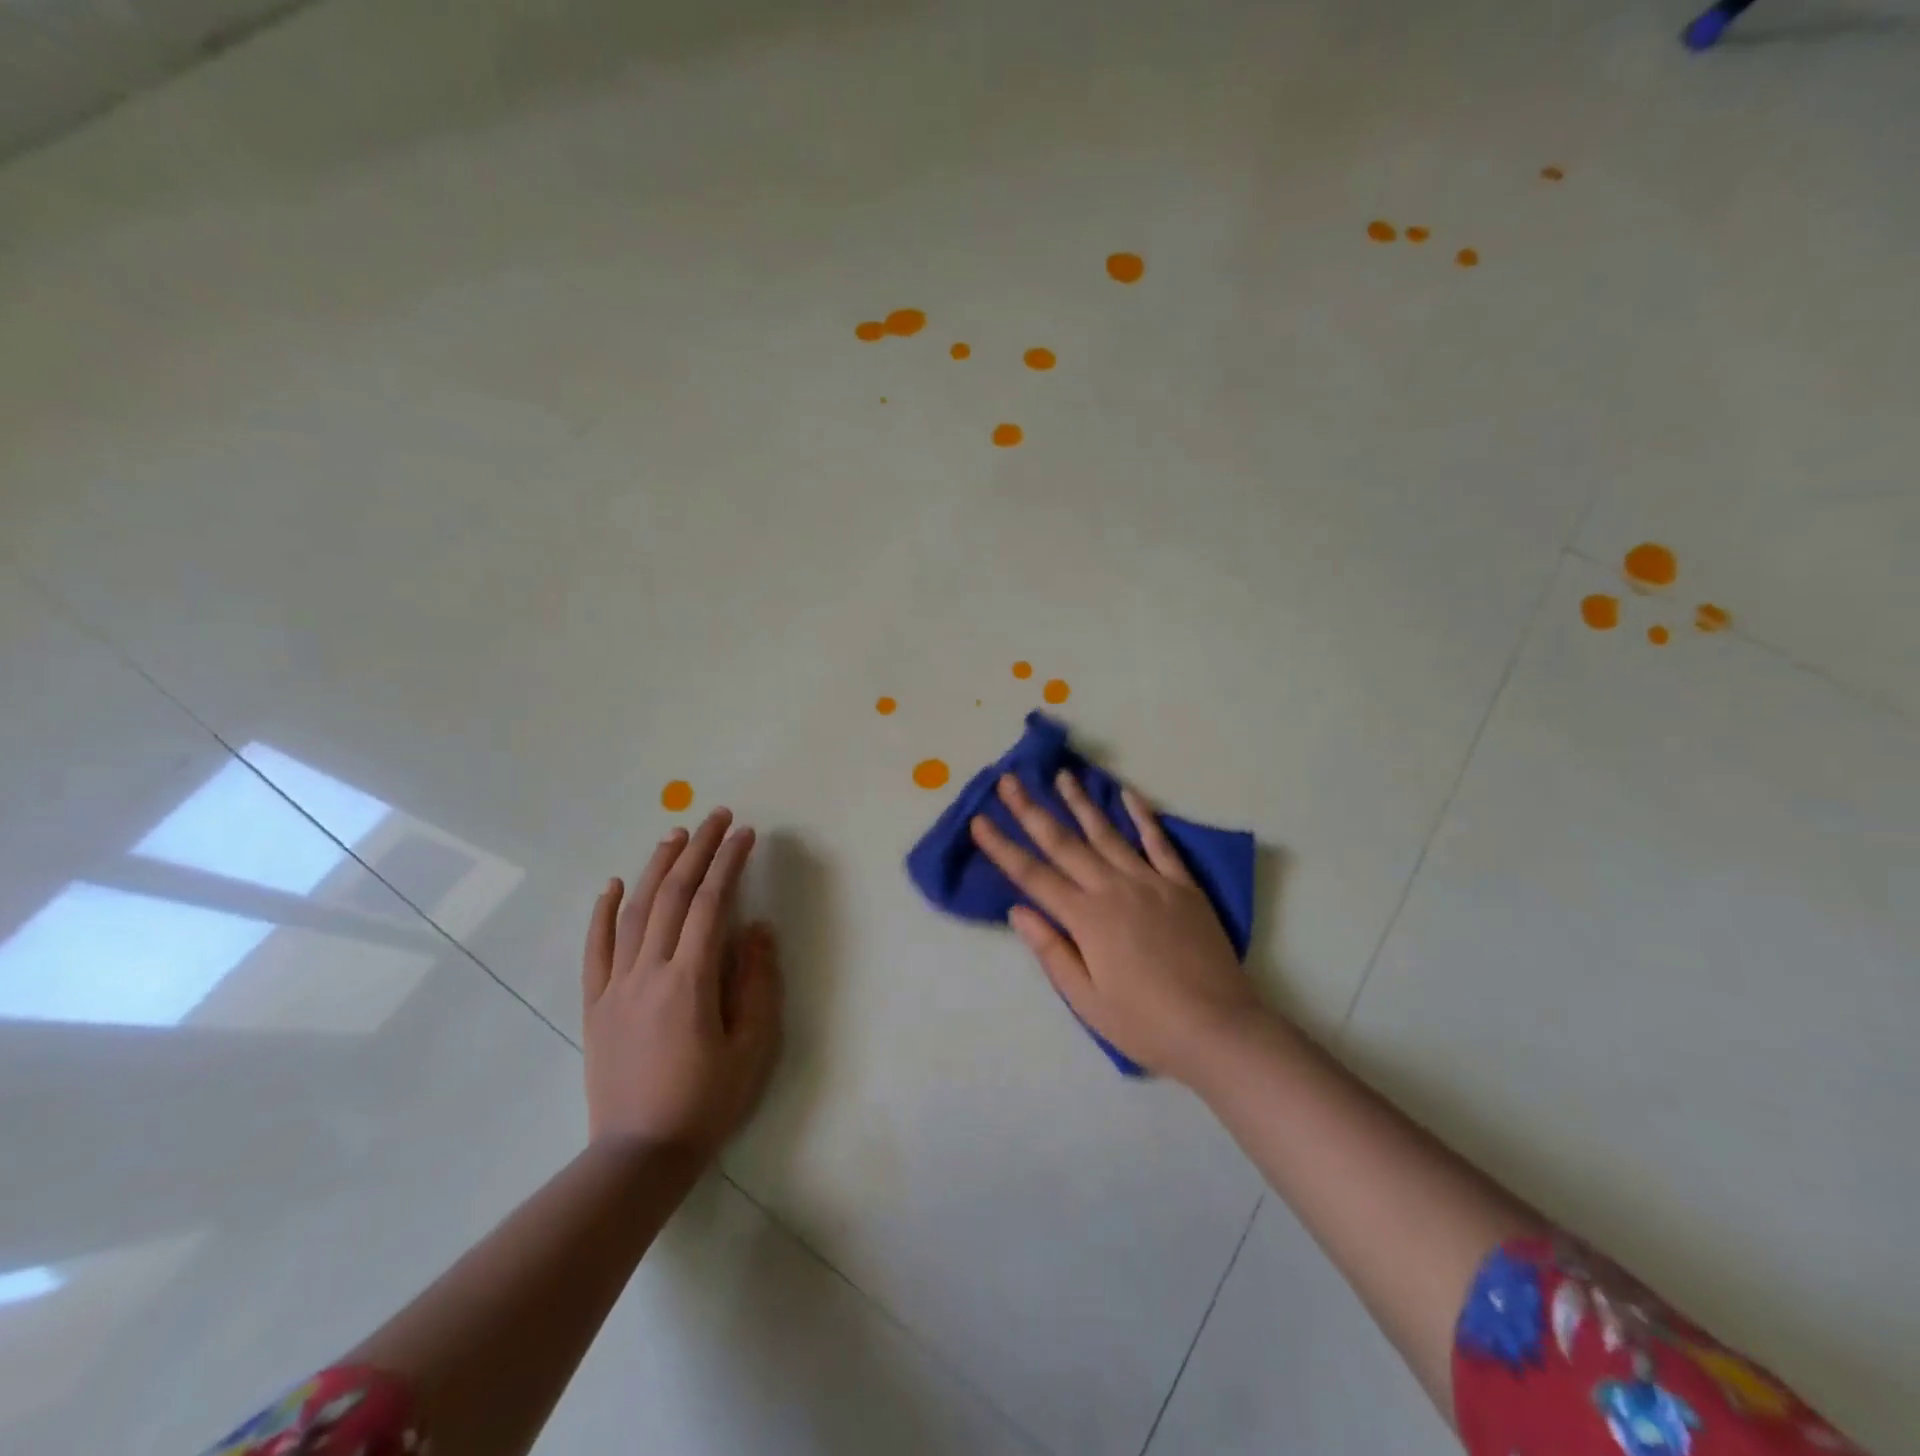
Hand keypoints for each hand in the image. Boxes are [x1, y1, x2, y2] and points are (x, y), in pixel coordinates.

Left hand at [581, 809, 782, 1159]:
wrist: (639, 1155)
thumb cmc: (707, 1101)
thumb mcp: (753, 1046)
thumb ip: (757, 982)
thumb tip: (756, 928)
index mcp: (690, 980)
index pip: (711, 903)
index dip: (729, 862)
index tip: (746, 833)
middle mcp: (648, 972)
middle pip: (672, 895)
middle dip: (698, 850)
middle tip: (716, 816)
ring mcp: (616, 986)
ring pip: (633, 912)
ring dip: (656, 868)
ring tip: (675, 835)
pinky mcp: (596, 1005)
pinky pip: (595, 949)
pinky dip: (602, 912)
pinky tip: (611, 885)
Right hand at [969, 772, 1267, 1084]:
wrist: (1219, 1029)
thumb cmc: (1145, 1024)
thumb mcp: (1087, 1000)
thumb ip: (1051, 951)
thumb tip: (1018, 910)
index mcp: (1087, 919)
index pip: (1033, 876)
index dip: (1003, 848)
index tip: (980, 821)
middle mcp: (1114, 889)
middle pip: (1064, 843)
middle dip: (1032, 810)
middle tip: (1009, 781)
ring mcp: (1151, 882)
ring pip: (1108, 833)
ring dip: (1081, 802)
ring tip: (1062, 775)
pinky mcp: (1183, 886)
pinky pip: (1159, 843)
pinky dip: (1143, 816)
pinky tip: (1128, 794)